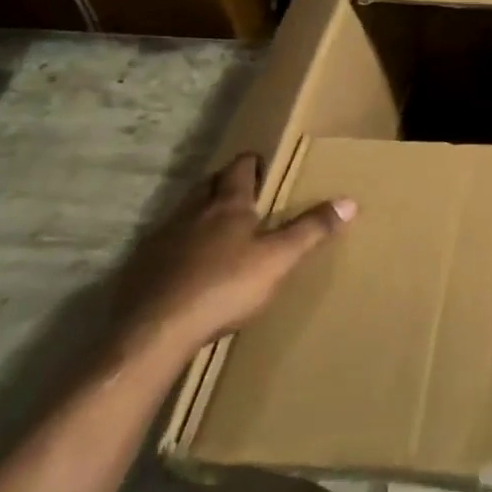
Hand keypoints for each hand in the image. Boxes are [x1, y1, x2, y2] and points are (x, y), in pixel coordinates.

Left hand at [112, 152, 354, 368]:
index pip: (240, 169)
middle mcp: (192, 212)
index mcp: (227, 205)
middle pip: (208, 185)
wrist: (154, 329)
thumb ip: (311, 229)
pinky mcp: (141, 267)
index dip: (251, 163)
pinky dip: (179, 244)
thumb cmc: (224, 286)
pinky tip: (186, 264)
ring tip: (217, 224)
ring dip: (200, 211)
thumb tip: (349, 201)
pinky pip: (165, 244)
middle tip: (242, 189)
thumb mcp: (279, 259)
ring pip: (184, 212)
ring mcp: (162, 238)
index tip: (261, 162)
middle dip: (224, 182)